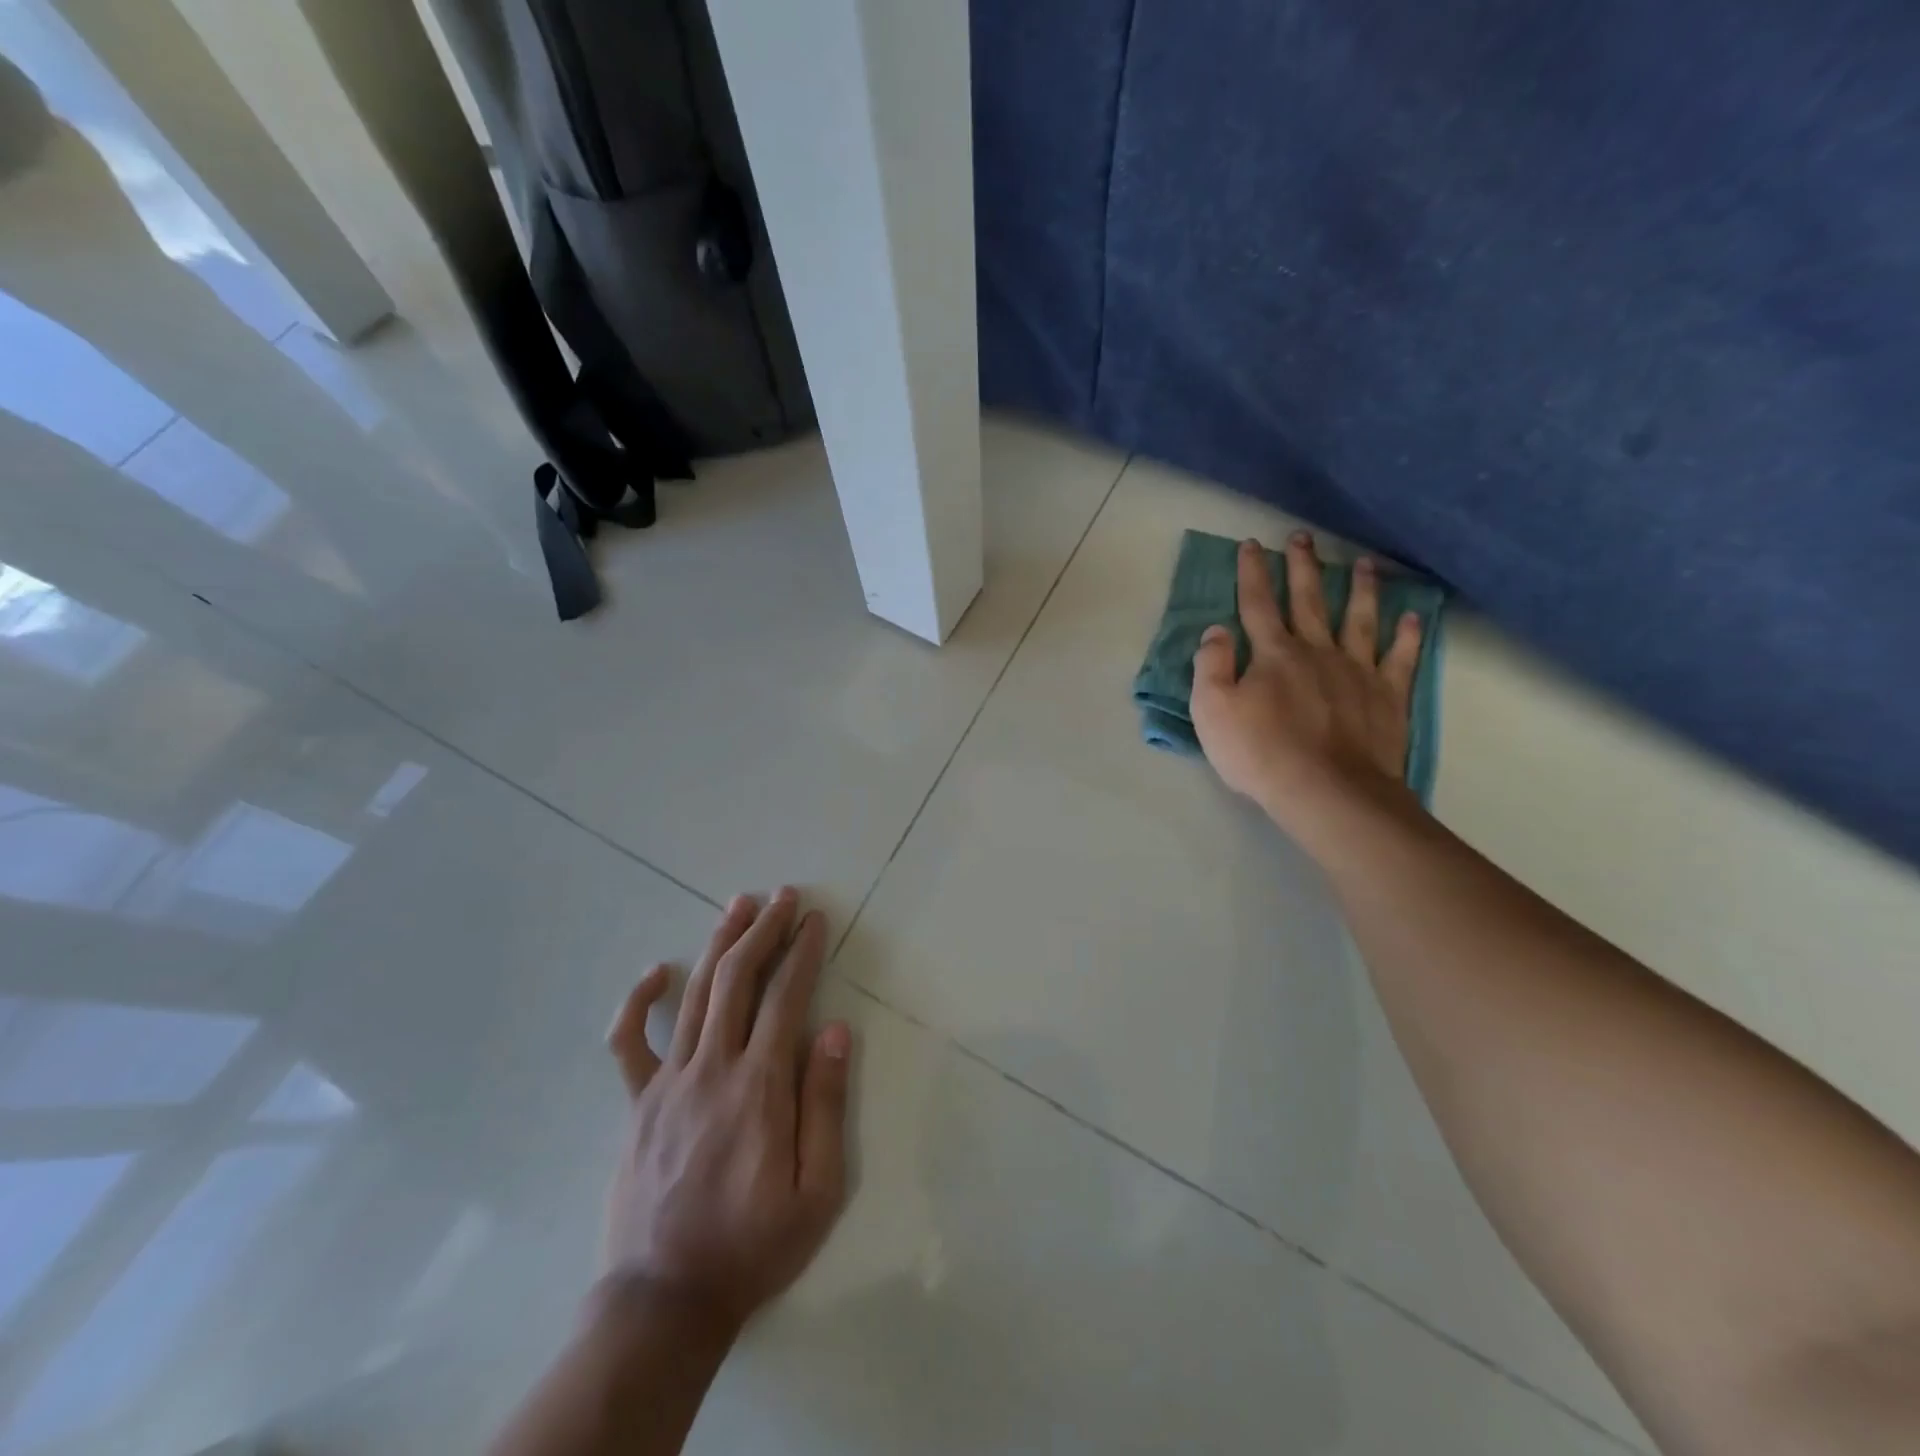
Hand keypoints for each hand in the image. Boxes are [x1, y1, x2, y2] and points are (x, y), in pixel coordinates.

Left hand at [600, 889, 852, 1336]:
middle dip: (764, 929)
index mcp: (760, 1086)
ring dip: (719, 943)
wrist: (665, 1300)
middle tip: (783, 895)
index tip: (815, 919)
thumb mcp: (818, 1190)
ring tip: (738, 905)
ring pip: (695, 994)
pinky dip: (639, 1002)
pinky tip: (656, 972)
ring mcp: (668, 1082)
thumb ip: (825, 1105)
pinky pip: (629, 1043)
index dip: (803, 951)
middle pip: (739, 979)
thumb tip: (834, 1031)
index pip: (787, 997)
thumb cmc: (754, 1245)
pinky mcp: (637, 1103)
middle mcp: (713, 1068)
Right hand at [1191, 533, 1423, 844]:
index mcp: (1273, 654)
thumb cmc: (1260, 752)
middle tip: (1303, 537)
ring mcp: (1357, 671)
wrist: (1327, 790)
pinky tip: (1412, 618)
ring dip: (1360, 589)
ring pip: (1359, 619)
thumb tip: (1216, 630)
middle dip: (1302, 567)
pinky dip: (1407, 636)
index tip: (1251, 544)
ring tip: (1363, 563)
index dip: (1251, 573)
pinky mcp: (1387, 696)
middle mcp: (1317, 651)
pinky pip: (1400, 658)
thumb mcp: (1211, 710)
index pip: (1257, 604)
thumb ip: (1211, 665)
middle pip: (1308, 600)